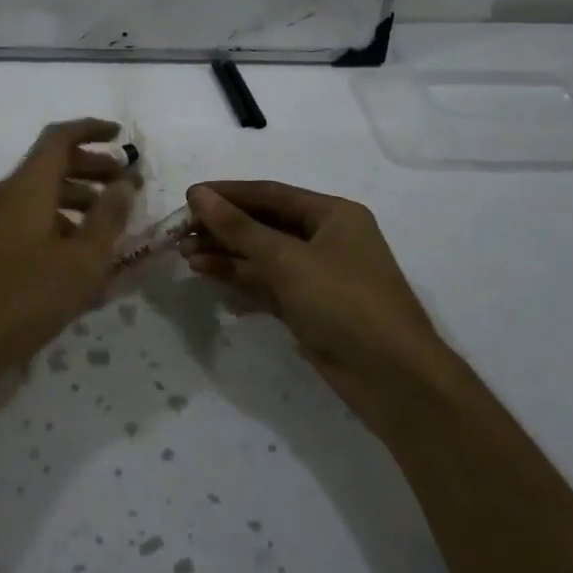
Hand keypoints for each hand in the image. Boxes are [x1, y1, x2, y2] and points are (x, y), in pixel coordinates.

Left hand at [0, 120, 134, 394]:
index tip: (119, 135)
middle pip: (50, 165)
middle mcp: (5, 194)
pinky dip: (56, 222)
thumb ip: (108, 218)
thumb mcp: (81, 261)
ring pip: (38, 194)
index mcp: (27, 186)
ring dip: (76, 199)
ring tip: (107, 225)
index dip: (91, 130)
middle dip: (91, 168)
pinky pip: (26, 218)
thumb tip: (125, 181)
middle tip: (124, 185)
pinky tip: (75, 257)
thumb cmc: (24, 298)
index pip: (59, 138)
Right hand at [182, 181, 447, 392]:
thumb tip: (198, 195)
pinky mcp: (308, 306)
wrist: (393, 378)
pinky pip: (266, 283)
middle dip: (222, 227)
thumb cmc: (345, 303)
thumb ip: (239, 228)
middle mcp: (326, 238)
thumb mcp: (288, 260)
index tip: (188, 197)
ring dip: (225, 253)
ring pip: (262, 255)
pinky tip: (207, 274)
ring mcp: (317, 275)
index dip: (228, 194)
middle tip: (179, 233)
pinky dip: (239, 278)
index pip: (270, 194)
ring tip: (184, 255)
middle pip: (264, 224)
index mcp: (333, 214)